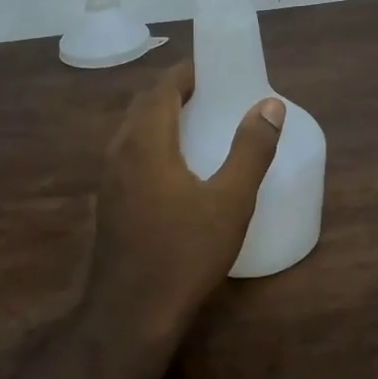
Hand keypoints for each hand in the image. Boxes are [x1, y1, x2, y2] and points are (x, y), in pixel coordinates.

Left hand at [90, 63, 283, 319]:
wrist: (132, 310)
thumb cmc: (185, 252)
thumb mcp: (230, 201)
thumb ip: (251, 149)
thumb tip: (269, 104)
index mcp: (145, 141)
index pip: (163, 87)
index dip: (188, 72)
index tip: (216, 68)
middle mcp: (119, 150)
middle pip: (145, 104)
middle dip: (175, 91)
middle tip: (212, 93)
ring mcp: (108, 177)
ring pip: (133, 130)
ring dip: (161, 117)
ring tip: (197, 123)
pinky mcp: (108, 200)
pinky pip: (129, 153)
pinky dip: (152, 142)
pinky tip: (175, 166)